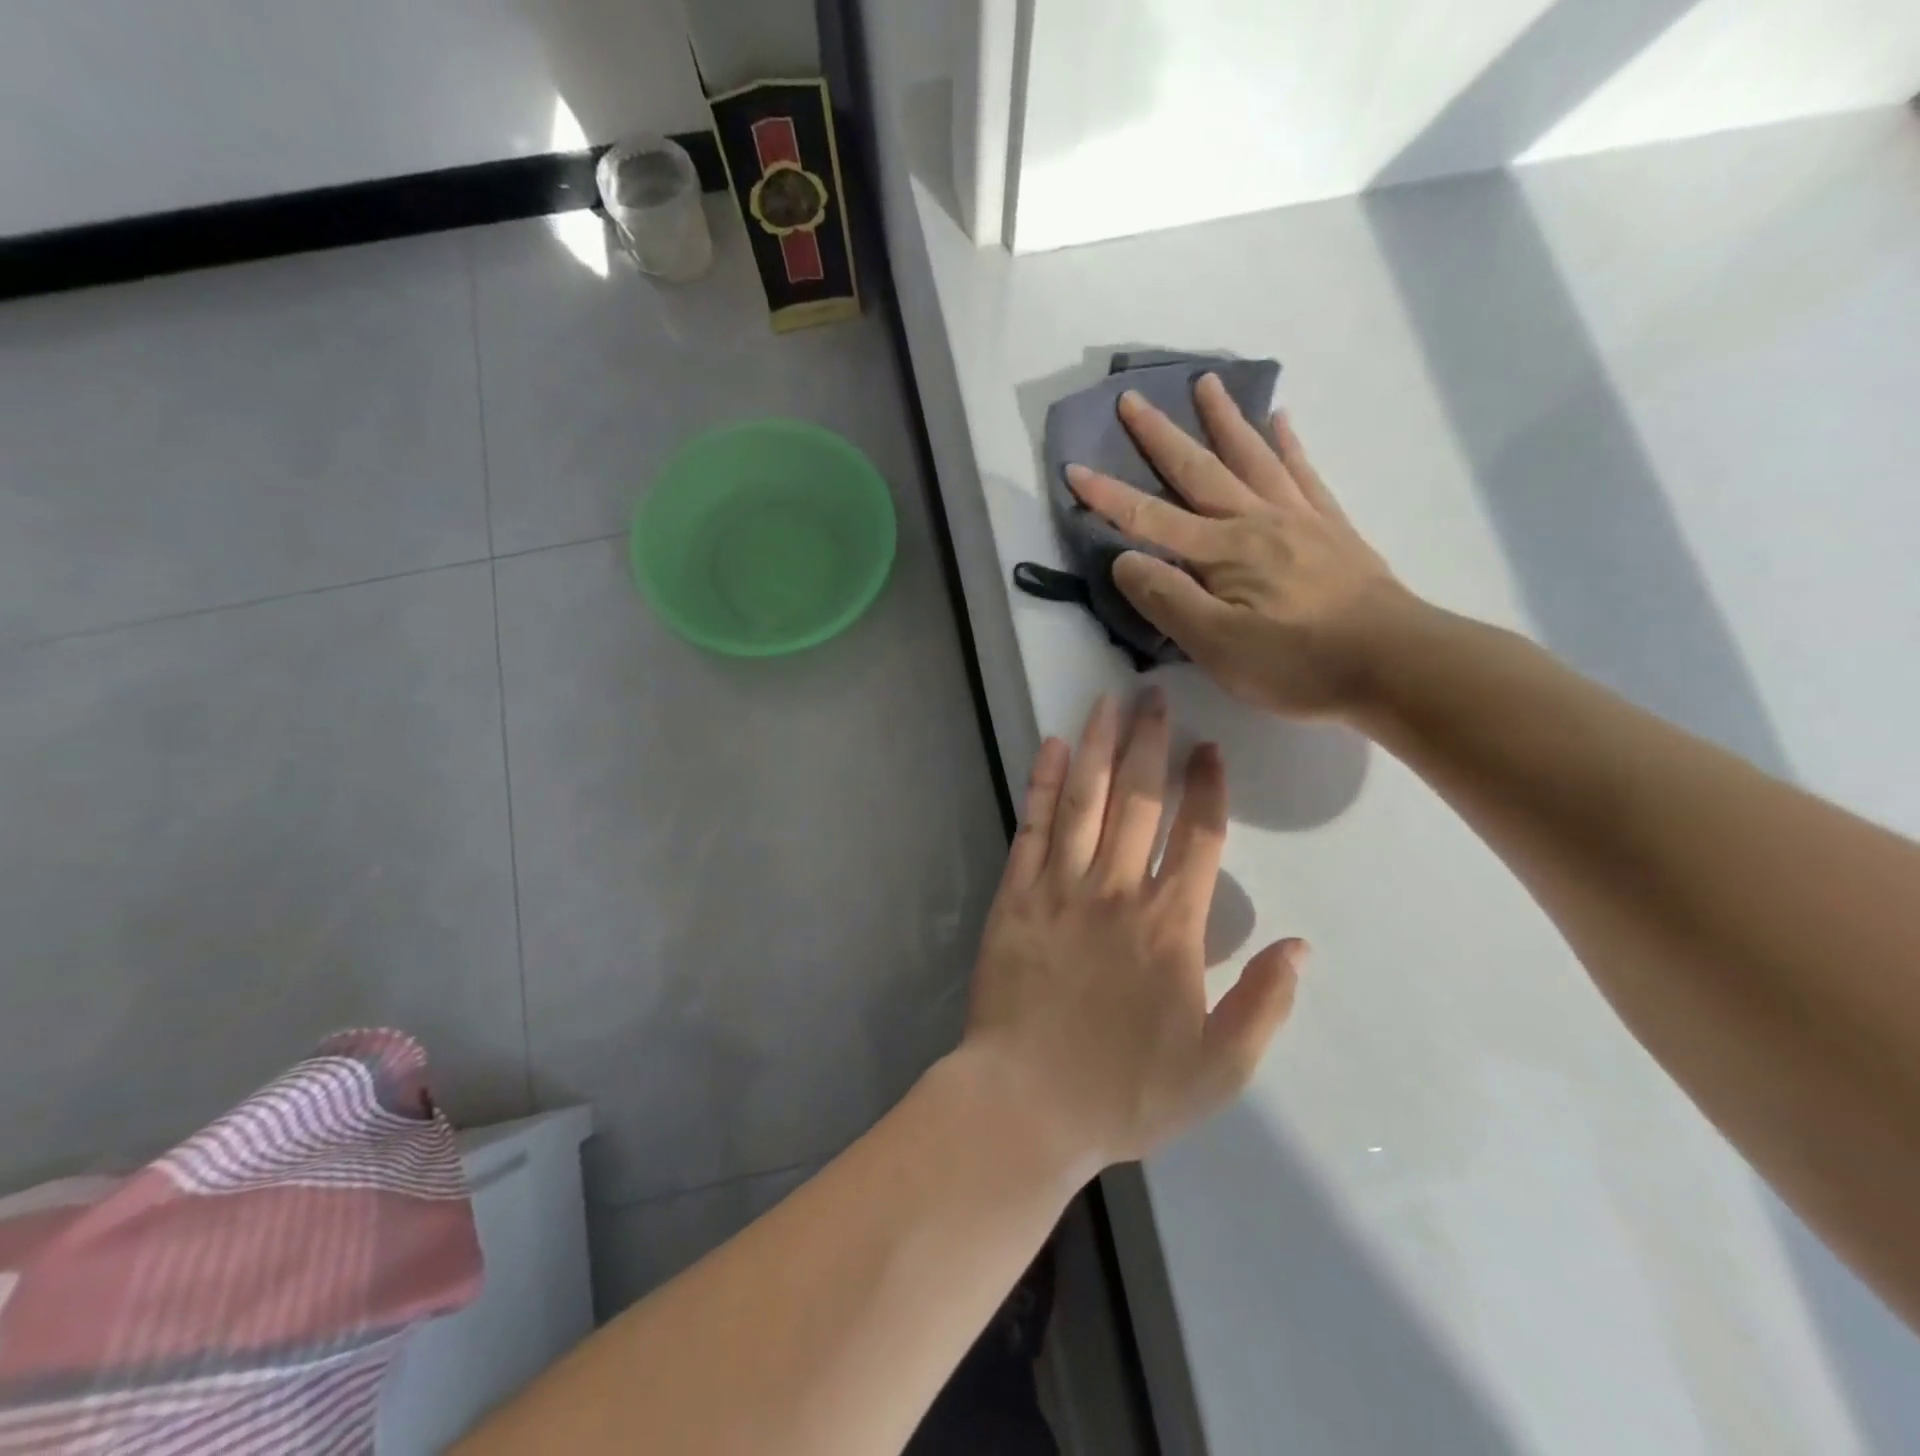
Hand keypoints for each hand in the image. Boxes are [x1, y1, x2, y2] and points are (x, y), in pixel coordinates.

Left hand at [962, 691, 1305, 1173]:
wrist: (1027, 1103)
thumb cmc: (1126, 1091)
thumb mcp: (1220, 1069)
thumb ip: (1266, 1003)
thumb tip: (1300, 945)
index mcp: (1172, 925)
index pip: (1199, 837)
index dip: (1207, 788)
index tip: (1209, 749)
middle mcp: (1118, 890)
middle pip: (1139, 800)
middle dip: (1150, 743)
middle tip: (1155, 695)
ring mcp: (1061, 887)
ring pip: (1086, 800)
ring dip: (1100, 746)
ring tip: (1109, 701)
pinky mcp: (1015, 895)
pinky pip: (1033, 827)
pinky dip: (1044, 784)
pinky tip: (1052, 747)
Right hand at [1064, 374, 1416, 719]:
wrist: (1395, 661)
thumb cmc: (1297, 662)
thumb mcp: (1216, 645)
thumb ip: (1167, 599)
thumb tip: (1125, 559)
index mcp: (1222, 552)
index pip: (1150, 519)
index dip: (1108, 497)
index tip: (1073, 469)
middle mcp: (1255, 521)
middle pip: (1199, 470)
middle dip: (1160, 436)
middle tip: (1133, 397)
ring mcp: (1298, 519)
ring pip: (1251, 458)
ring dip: (1224, 420)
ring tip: (1206, 383)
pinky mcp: (1331, 529)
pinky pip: (1303, 474)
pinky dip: (1287, 444)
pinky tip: (1281, 420)